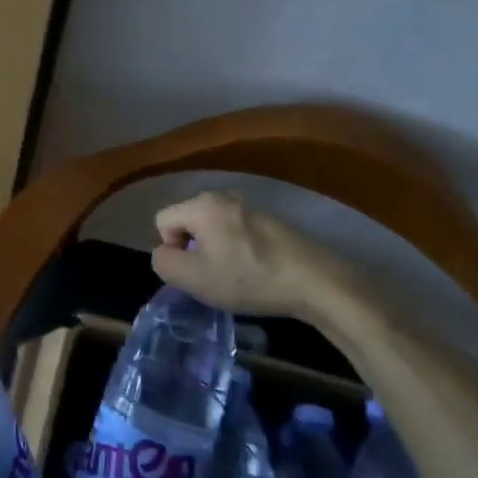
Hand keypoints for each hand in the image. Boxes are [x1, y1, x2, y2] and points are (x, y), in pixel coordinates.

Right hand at [151, 190, 363, 319]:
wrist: (315, 280)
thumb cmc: (248, 277)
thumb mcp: (193, 278)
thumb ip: (164, 263)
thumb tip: (164, 253)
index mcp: (201, 205)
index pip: (162, 220)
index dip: (170, 249)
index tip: (195, 272)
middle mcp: (223, 196)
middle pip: (189, 221)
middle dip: (194, 249)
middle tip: (214, 276)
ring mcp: (250, 206)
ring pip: (214, 228)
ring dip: (217, 250)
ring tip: (237, 276)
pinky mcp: (271, 220)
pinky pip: (238, 232)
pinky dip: (240, 250)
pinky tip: (258, 271)